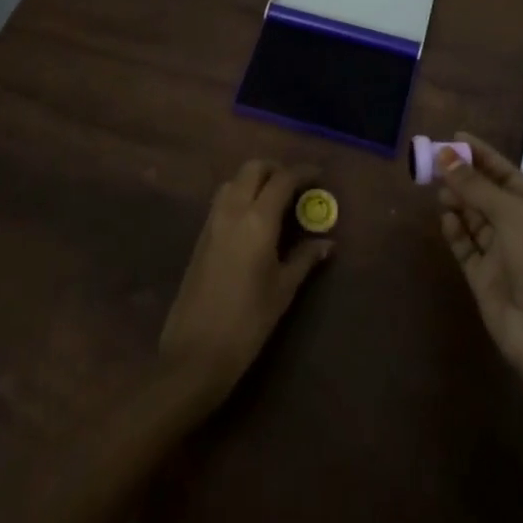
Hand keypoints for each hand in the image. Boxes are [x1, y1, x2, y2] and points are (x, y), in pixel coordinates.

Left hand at [159, 160, 331, 404]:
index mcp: (257, 220)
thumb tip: (326, 242)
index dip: (303, 172)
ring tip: (275, 200)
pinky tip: (253, 220)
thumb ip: (304, 258)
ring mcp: (212, 222)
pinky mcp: (200, 236)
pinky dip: (240, 195)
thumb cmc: (248, 322)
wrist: (195, 353)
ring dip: (255, 180)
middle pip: (253, 169)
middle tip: (296, 186)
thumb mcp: (283, 290)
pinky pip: (222, 200)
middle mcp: (232, 211)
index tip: (320, 176)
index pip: (282, 180)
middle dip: (276, 169)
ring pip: (234, 181)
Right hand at [437, 131, 522, 380]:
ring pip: (472, 218)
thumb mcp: (510, 213)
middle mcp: (517, 226)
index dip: (480, 154)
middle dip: (462, 177)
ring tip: (438, 189)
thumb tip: (445, 154)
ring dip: (457, 201)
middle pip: (485, 193)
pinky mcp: (482, 276)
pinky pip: (465, 246)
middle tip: (433, 162)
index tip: (454, 136)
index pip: (503, 172)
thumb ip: (475, 185)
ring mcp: (499, 252)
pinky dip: (455, 231)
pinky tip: (446, 219)